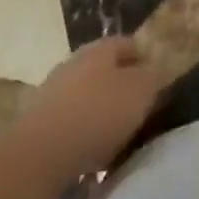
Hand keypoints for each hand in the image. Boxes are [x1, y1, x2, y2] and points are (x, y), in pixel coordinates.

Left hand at [20, 37, 162, 175]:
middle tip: (140, 108)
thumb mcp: (141, 92)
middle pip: (105, 69)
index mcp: (100, 49)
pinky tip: (93, 152)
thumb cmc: (98, 113)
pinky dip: (84, 132)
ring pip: (87, 95)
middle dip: (122, 86)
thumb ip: (154, 77)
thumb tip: (156, 72)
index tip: (158, 81)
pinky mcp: (39, 121)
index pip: (128, 44)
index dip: (145, 59)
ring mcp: (53, 91)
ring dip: (102, 110)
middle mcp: (74, 63)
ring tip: (119, 135)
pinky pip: (71, 121)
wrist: (39, 154)